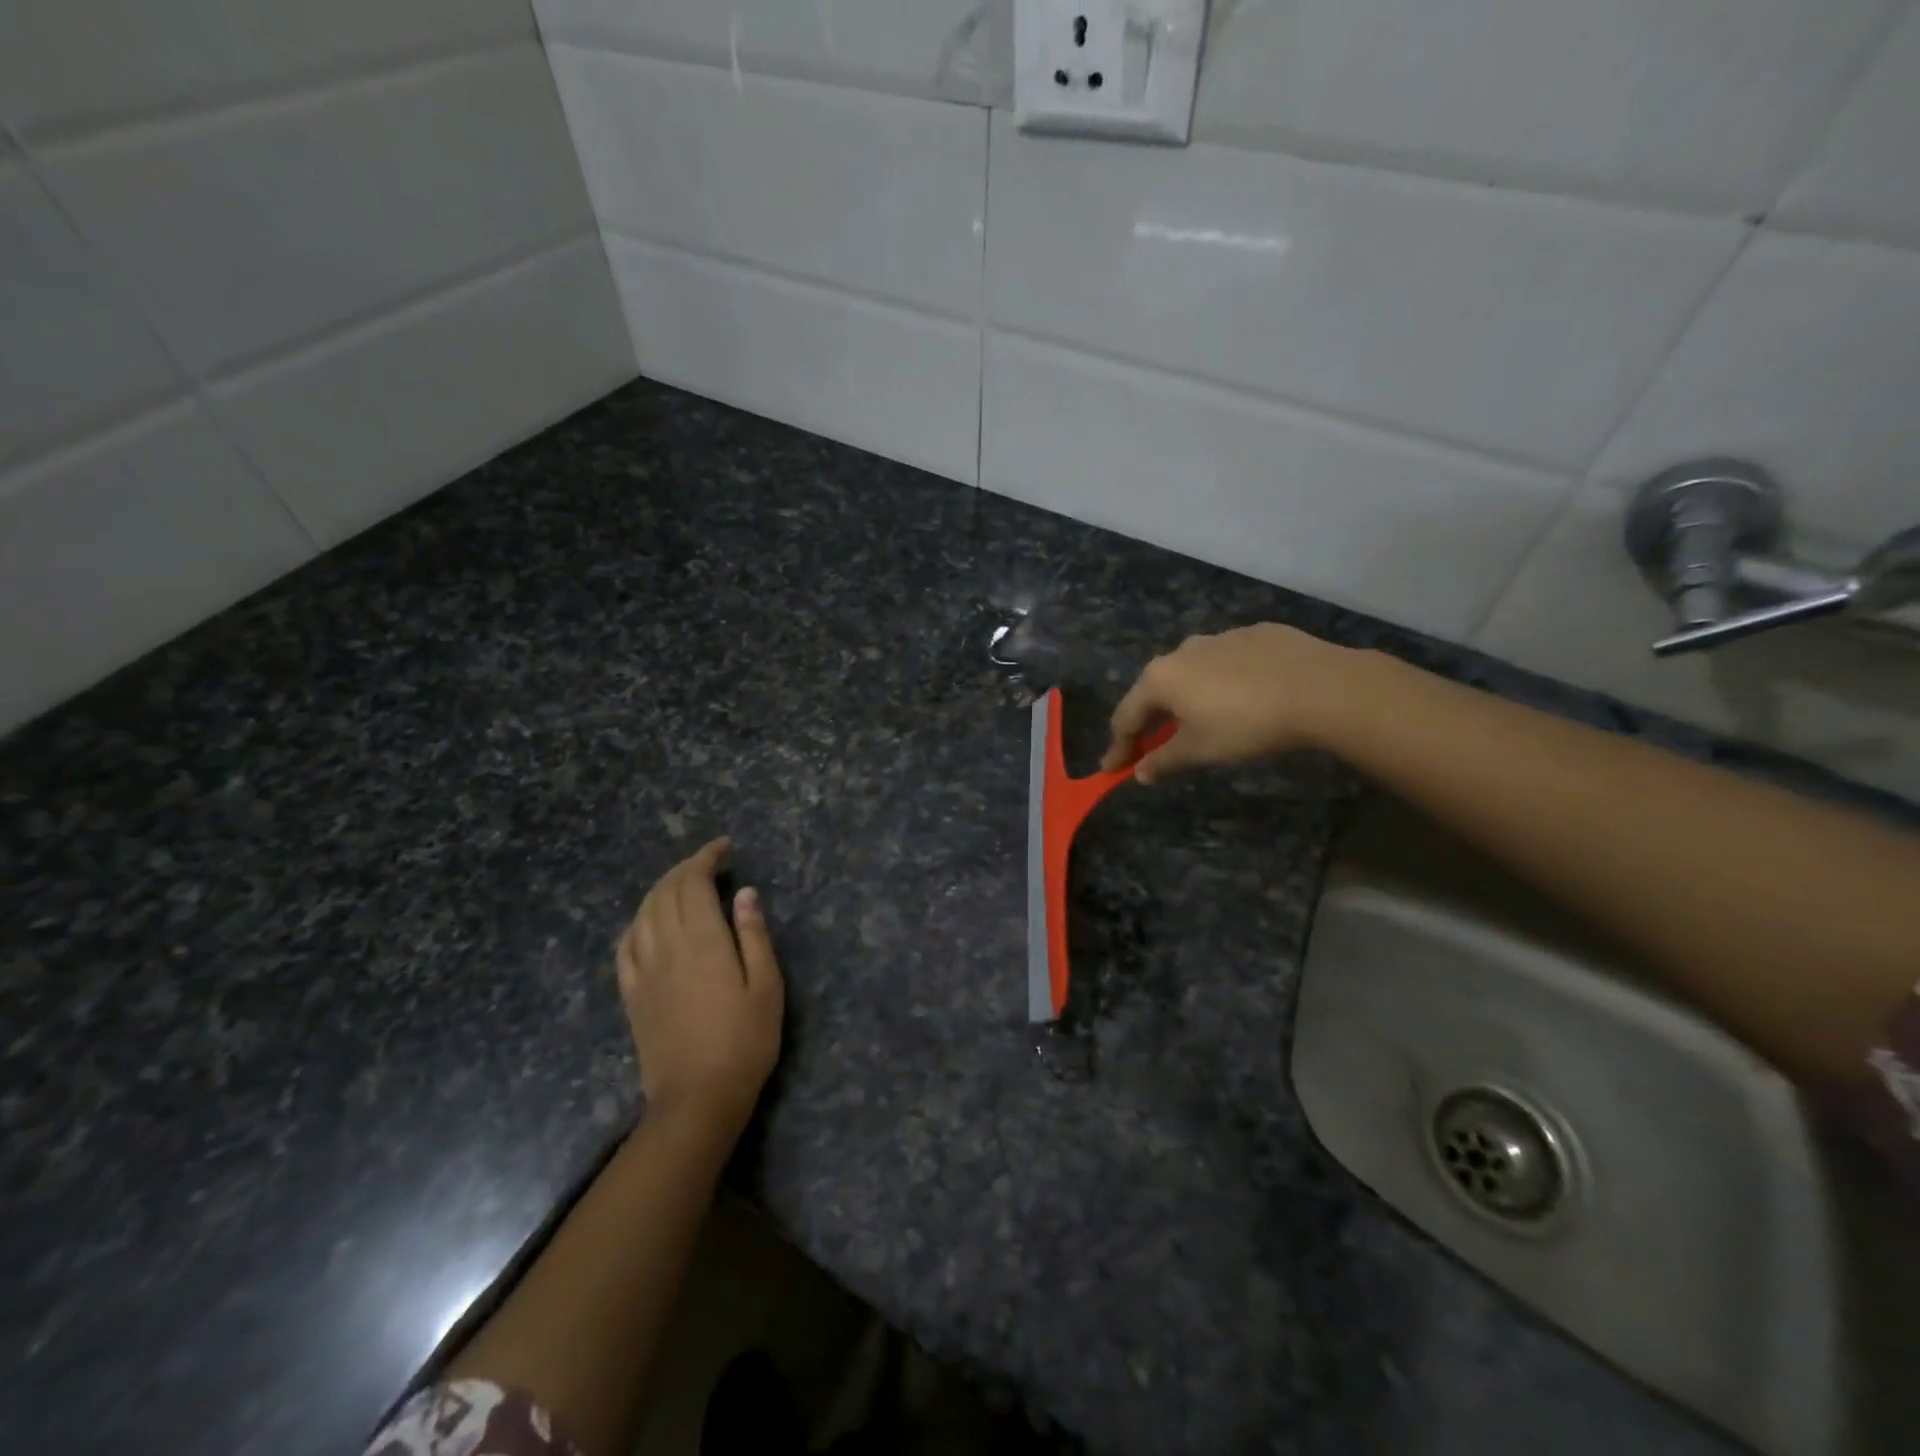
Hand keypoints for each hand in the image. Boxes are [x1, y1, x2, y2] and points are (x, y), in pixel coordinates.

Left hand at [617, 837, 783, 1133]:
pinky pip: (625, 945)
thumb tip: (744, 893)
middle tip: (708, 862)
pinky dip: (637, 922)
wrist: (697, 1097)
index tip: (723, 848)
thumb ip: (753, 935)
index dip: (705, 858)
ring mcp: (643, 970)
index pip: (694, 883)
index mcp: (703, 941)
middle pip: (666, 892)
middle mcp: (667, 946)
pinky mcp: (631, 993)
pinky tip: (648, 922)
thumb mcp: (767, 985)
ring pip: (643, 913)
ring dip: (661, 889)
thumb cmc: (745, 1041)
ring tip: (682, 884)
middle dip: (685, 868)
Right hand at [1102, 623, 1367, 782]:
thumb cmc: (1246, 724)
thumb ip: (1164, 761)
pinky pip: (1229, 663)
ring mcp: (1221, 637)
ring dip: (1188, 698)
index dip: (1118, 747)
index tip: (1112, 769)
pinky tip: (1245, 698)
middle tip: (1152, 745)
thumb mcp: (1200, 751)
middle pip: (1156, 690)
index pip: (1126, 716)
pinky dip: (1225, 682)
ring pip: (1193, 673)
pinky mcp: (1257, 634)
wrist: (1320, 688)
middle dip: (1151, 720)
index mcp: (1160, 678)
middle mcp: (1183, 650)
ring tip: (1202, 720)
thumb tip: (1140, 773)